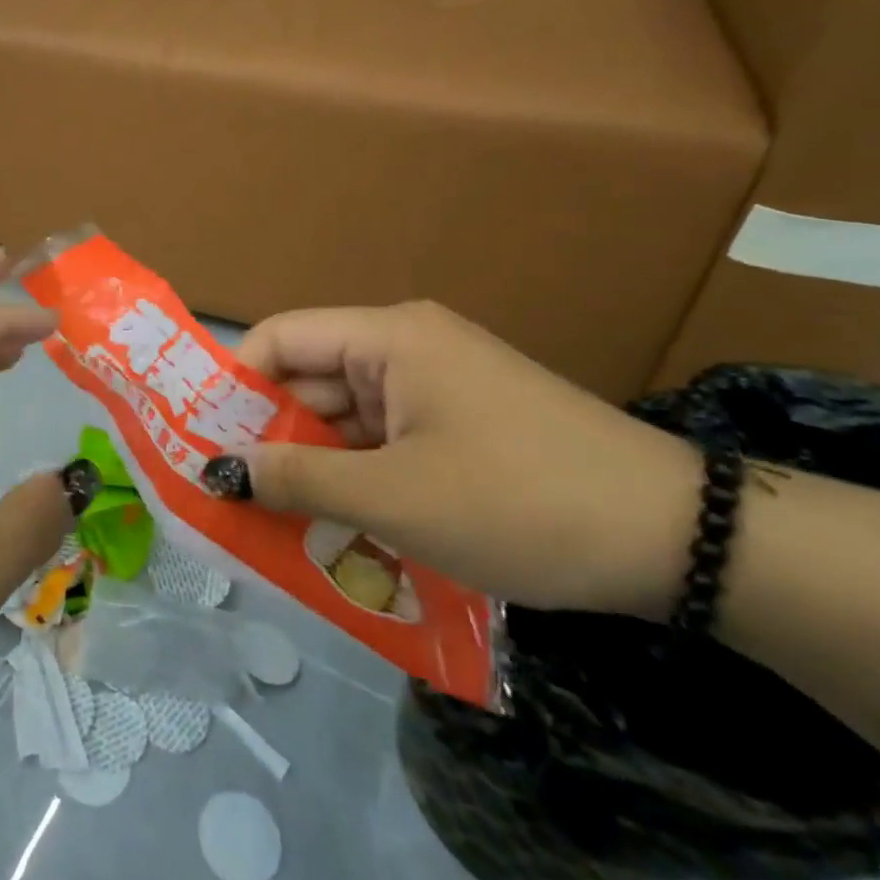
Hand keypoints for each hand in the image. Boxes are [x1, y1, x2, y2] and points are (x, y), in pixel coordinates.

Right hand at [231, 302, 702, 617]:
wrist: (679, 542)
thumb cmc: (519, 501)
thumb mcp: (394, 498)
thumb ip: (297, 480)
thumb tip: (218, 470)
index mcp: (387, 337)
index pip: (280, 340)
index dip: (233, 385)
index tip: (201, 441)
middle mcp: (406, 347)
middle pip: (310, 380)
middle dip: (270, 436)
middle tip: (227, 495)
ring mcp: (436, 386)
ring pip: (345, 417)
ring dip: (313, 465)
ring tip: (270, 521)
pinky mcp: (460, 424)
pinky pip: (384, 440)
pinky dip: (356, 476)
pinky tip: (335, 524)